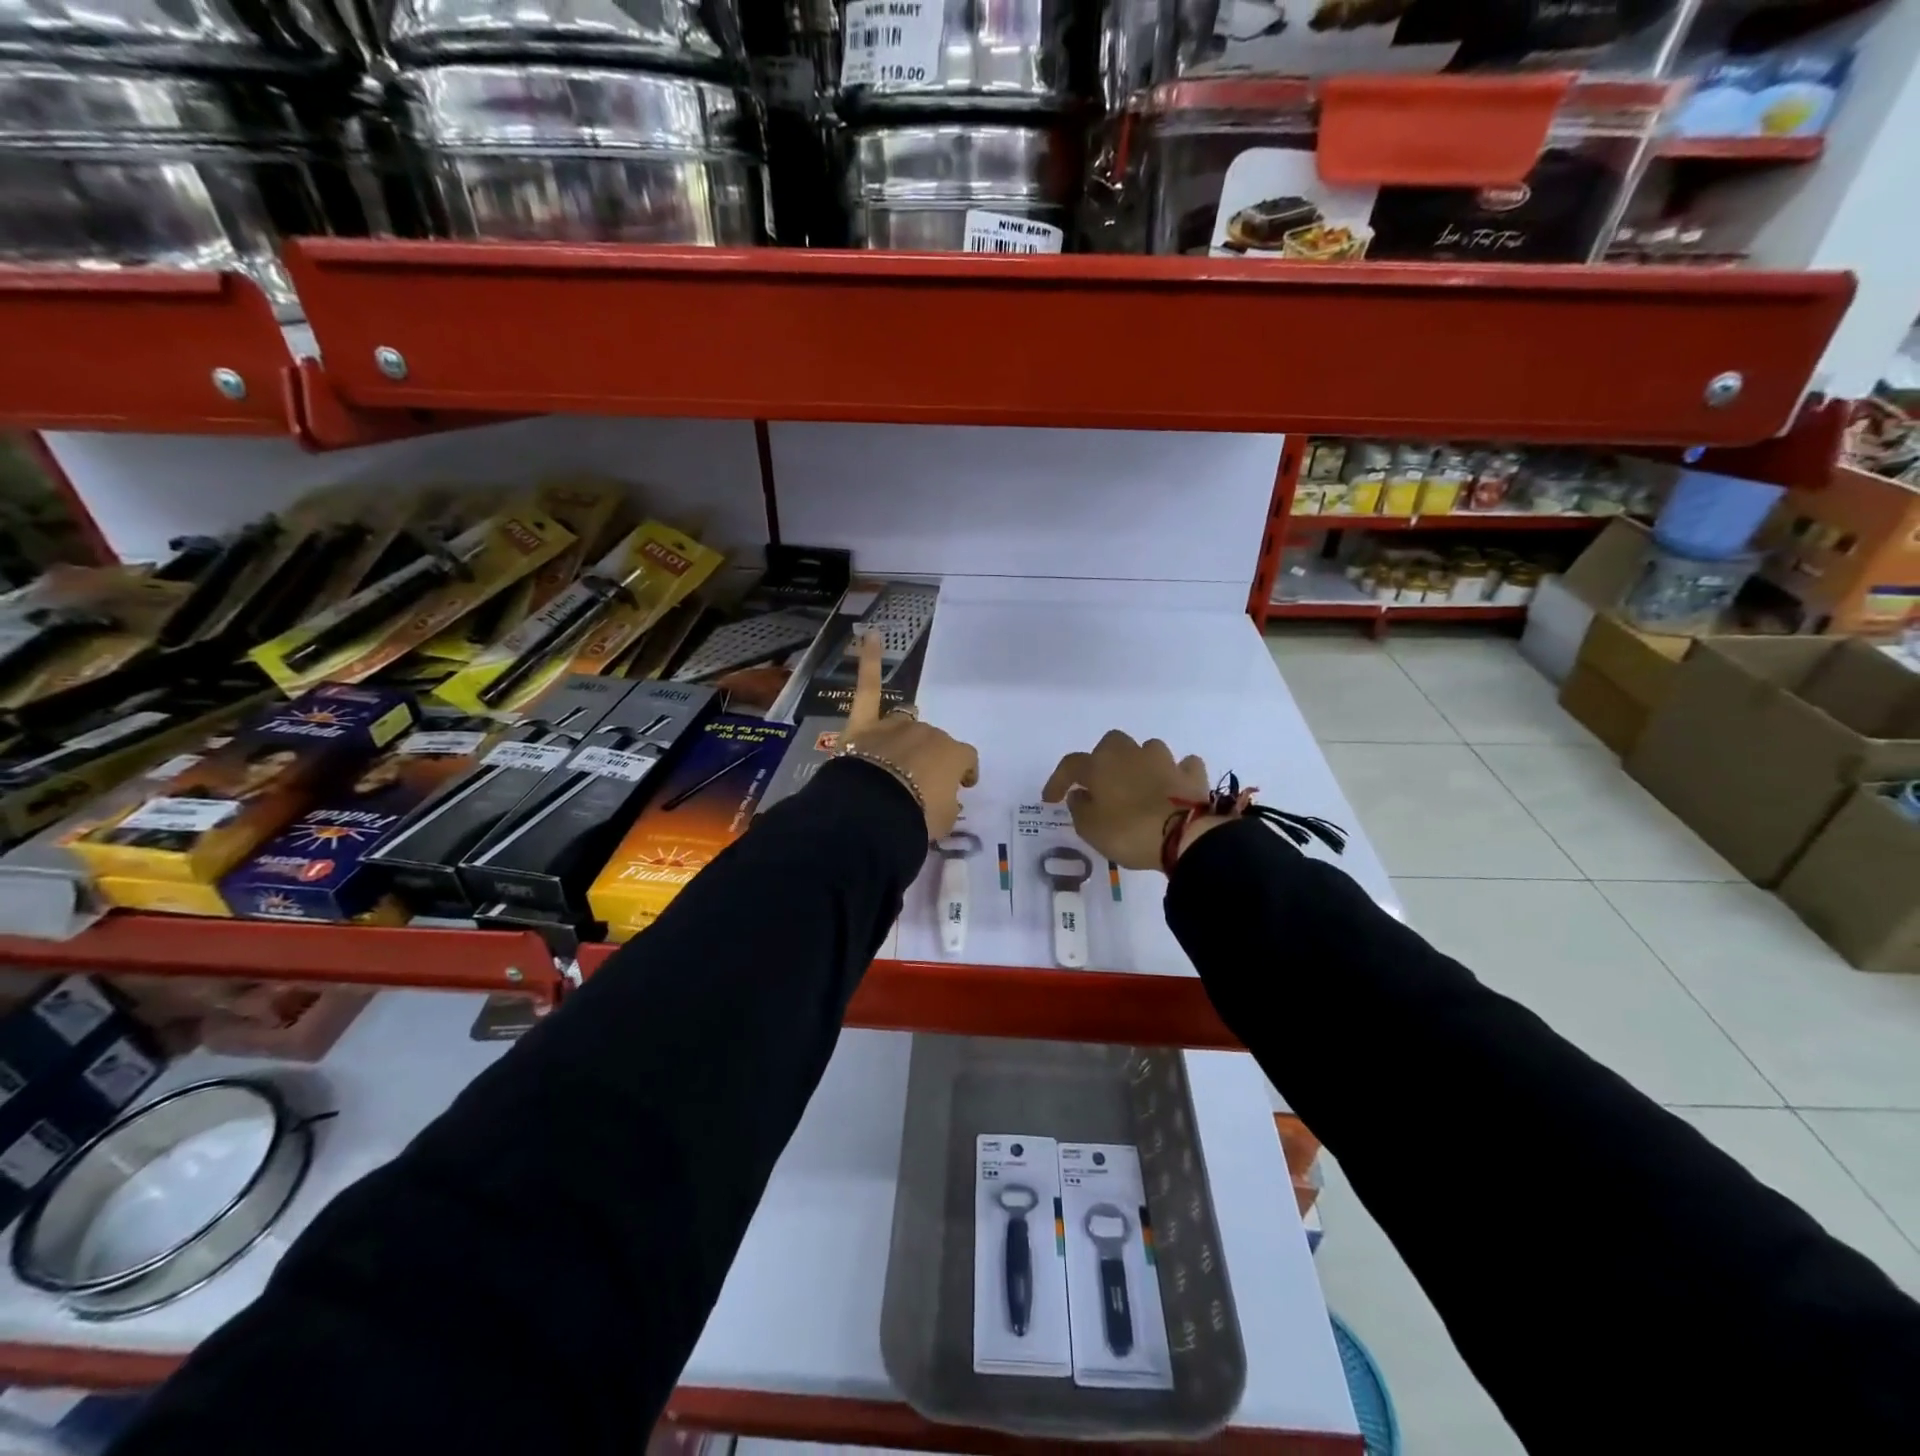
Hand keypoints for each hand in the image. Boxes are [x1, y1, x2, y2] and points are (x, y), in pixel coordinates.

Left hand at [841, 631, 978, 837]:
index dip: (965, 772)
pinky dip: (869, 661)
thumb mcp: (944, 821)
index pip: (965, 759)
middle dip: (929, 760)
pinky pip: (868, 688)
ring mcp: (895, 726)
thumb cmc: (917, 819)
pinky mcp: (864, 724)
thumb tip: (942, 798)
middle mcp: (927, 733)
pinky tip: (871, 635)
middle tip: (921, 785)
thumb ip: (947, 804)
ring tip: (899, 754)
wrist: (874, 814)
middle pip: (933, 742)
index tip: (962, 786)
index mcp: (952, 754)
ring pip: (906, 723)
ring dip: (906, 735)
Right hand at [1043, 731, 1216, 870]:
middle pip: (1112, 744)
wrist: (1184, 837)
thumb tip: (1080, 794)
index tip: (1051, 800)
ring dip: (1141, 764)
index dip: (1058, 781)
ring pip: (1147, 750)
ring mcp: (1164, 761)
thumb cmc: (1128, 832)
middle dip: (1105, 760)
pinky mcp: (1191, 774)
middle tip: (1102, 784)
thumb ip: (1079, 808)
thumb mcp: (1090, 829)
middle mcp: (1130, 754)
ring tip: (1140, 786)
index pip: (1070, 765)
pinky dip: (1176, 774)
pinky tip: (1173, 786)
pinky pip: (1182, 766)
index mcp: (1100, 765)